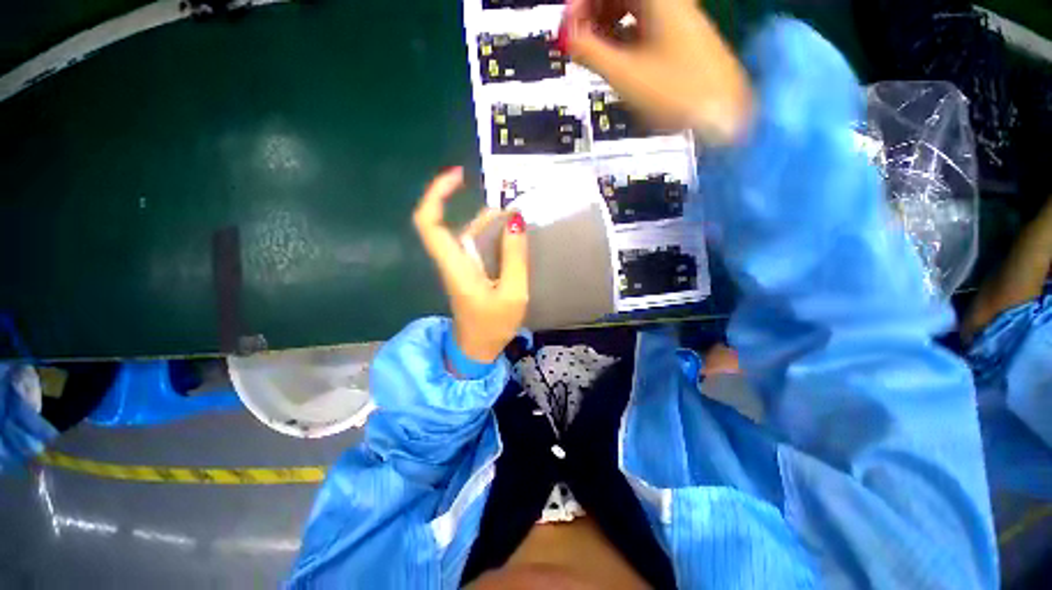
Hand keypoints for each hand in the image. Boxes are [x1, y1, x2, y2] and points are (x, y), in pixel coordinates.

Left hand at [413, 167, 528, 363]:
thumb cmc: (493, 326)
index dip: (437, 194)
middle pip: (447, 223)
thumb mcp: (513, 293)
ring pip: (465, 232)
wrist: (477, 350)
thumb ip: (515, 257)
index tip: (459, 176)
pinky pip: (474, 244)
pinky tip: (511, 233)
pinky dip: (491, 233)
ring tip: (516, 214)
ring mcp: (459, 266)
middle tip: (506, 199)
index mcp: (455, 266)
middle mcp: (451, 261)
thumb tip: (516, 220)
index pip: (429, 223)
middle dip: (472, 204)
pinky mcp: (468, 271)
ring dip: (487, 220)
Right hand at [562, 0, 752, 143]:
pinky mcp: (678, 39)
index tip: (566, 31)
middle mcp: (667, 1)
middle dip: (592, 13)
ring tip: (591, 56)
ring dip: (605, 26)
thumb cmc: (674, 93)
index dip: (581, 3)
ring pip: (629, 9)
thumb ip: (591, 52)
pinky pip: (641, 26)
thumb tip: (566, 36)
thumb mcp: (625, 74)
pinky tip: (614, 60)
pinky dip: (622, 38)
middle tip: (575, 44)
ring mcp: (674, 19)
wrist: (723, 115)